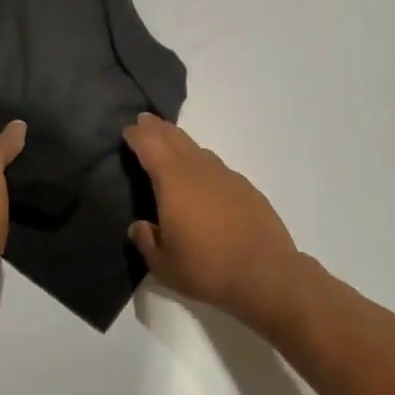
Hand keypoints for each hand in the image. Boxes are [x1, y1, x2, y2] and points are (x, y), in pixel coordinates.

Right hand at [124, 114, 305, 331]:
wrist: (266, 275)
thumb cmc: (206, 268)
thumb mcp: (163, 265)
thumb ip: (146, 242)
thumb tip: (139, 227)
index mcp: (173, 181)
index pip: (150, 145)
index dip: (137, 135)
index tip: (128, 130)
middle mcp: (199, 169)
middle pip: (175, 138)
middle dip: (158, 128)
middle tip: (146, 120)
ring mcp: (227, 176)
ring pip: (198, 150)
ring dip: (181, 143)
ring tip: (172, 145)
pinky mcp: (247, 189)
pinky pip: (217, 167)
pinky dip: (203, 164)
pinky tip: (204, 179)